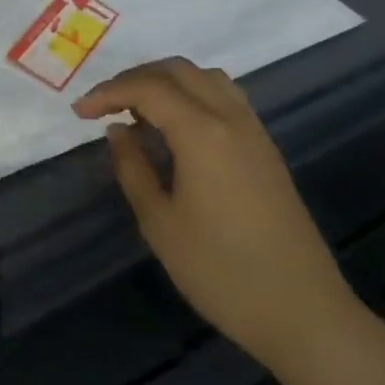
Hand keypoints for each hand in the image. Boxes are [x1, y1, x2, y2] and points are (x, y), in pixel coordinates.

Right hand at [74, 58, 361, 371]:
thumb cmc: (222, 272)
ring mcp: (254, 131)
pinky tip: (177, 127)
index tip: (80, 112)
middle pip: (177, 70)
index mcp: (202, 132)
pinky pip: (225, 97)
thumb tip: (118, 131)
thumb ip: (133, 168)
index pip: (147, 88)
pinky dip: (192, 94)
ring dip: (166, 81)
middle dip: (134, 78)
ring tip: (140, 111)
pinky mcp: (266, 149)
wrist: (304, 314)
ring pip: (205, 77)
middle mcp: (230, 118)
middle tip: (105, 105)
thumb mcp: (160, 223)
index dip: (108, 92)